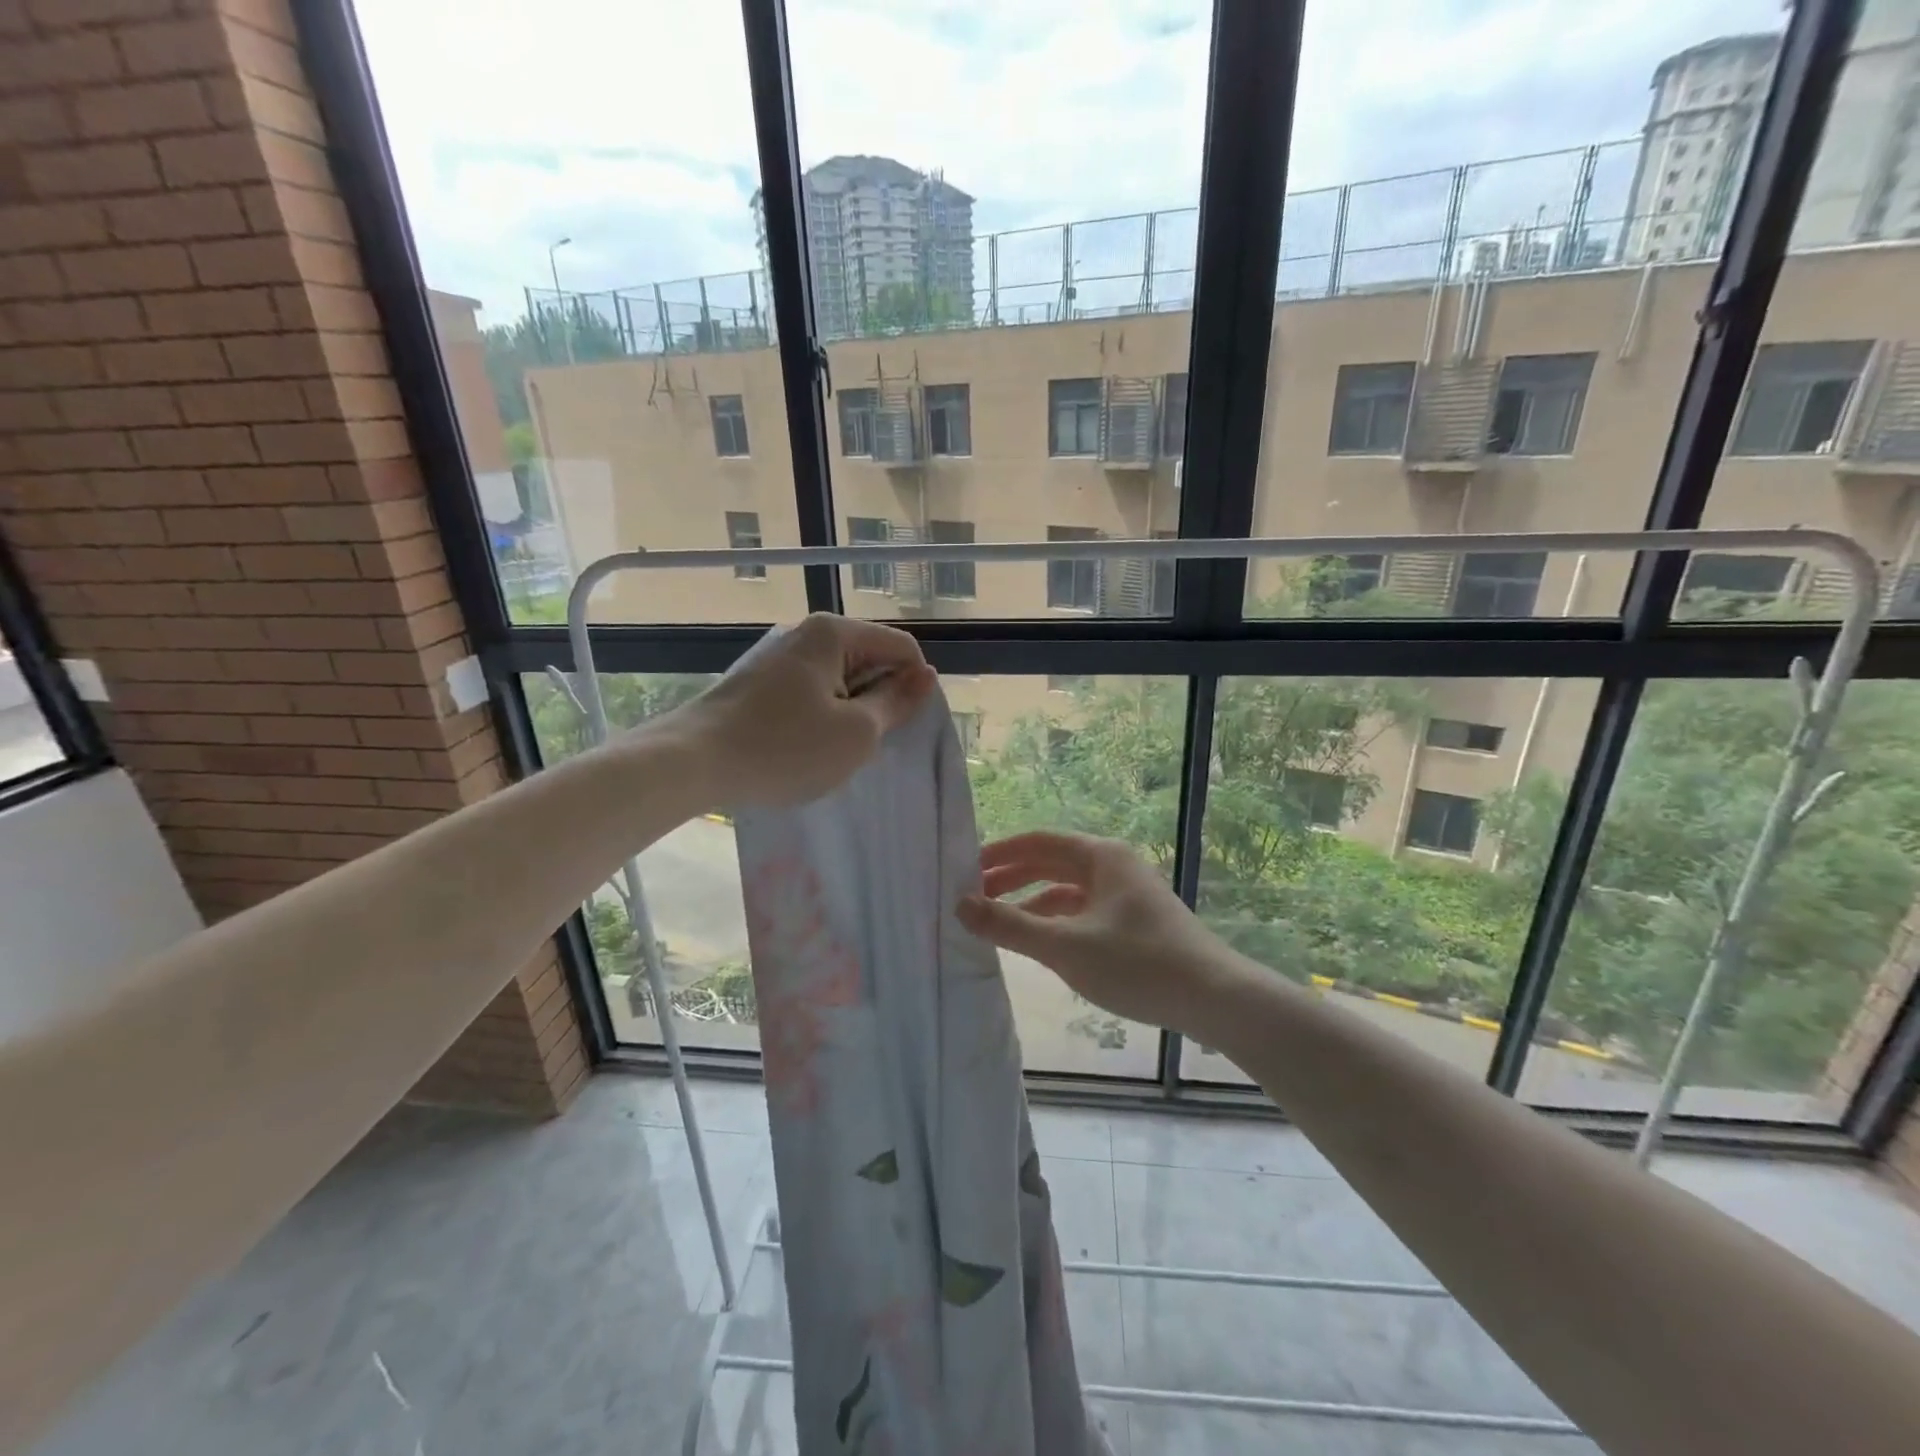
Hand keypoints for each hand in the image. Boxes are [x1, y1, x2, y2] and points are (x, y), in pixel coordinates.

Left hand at [671, 613, 934, 809]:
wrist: (691, 763)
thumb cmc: (784, 748)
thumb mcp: (857, 732)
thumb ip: (897, 701)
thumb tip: (927, 675)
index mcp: (834, 633)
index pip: (901, 647)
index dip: (914, 686)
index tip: (902, 727)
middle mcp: (805, 633)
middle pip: (869, 658)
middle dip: (879, 699)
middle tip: (864, 743)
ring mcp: (778, 656)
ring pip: (839, 679)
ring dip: (850, 712)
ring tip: (832, 749)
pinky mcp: (758, 680)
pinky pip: (810, 691)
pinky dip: (820, 716)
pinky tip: (804, 747)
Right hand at [956, 831, 1233, 1037]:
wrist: (1213, 998)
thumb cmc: (1137, 963)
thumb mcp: (1065, 945)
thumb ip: (1009, 925)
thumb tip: (959, 905)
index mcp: (1100, 855)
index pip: (1036, 841)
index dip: (998, 853)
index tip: (964, 871)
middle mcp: (1113, 865)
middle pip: (1050, 862)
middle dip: (1010, 878)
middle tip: (971, 897)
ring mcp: (1125, 893)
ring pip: (1065, 889)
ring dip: (1030, 902)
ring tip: (995, 922)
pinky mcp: (1132, 921)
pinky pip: (1082, 910)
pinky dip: (1055, 921)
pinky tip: (1038, 942)